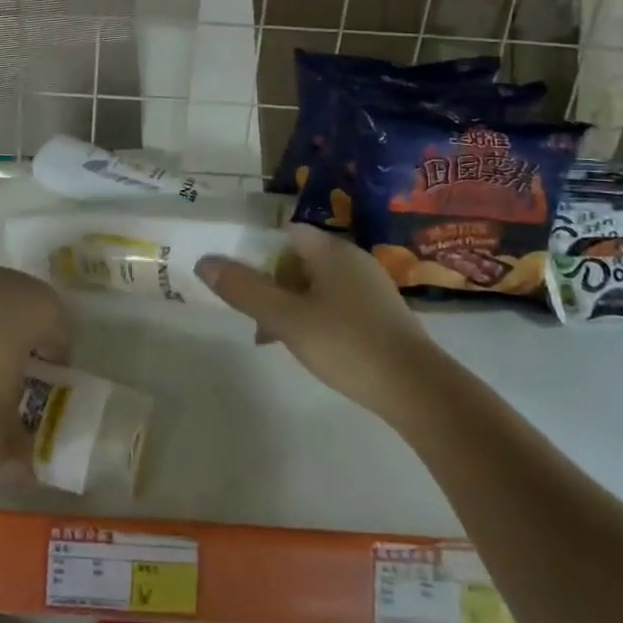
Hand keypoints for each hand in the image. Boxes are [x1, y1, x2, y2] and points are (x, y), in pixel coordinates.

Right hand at [195, 224, 436, 417]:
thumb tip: (204, 261)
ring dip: (289, 302)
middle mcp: (351, 259)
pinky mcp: (380, 314)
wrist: (418, 390)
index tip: (235, 274)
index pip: (284, 232)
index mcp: (330, 250)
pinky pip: (335, 303)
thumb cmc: (347, 344)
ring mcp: (369, 287)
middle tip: (250, 310)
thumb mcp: (286, 318)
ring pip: (315, 284)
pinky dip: (313, 315)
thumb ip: (245, 290)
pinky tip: (306, 345)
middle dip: (270, 281)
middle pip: (297, 258)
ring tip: (270, 335)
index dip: (256, 248)